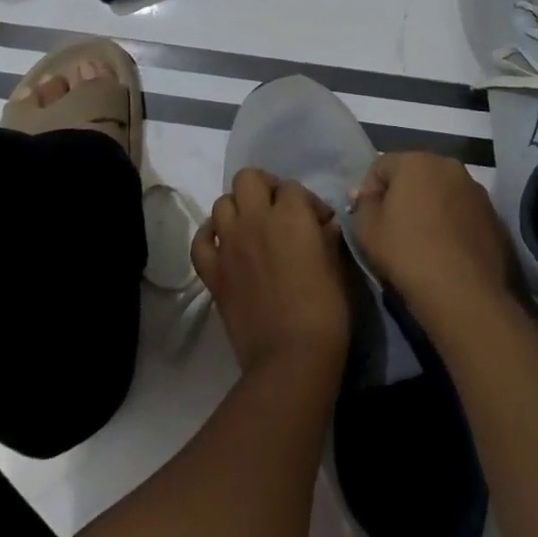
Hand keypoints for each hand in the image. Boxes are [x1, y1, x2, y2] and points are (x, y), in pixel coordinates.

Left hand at [193, 169, 350, 377]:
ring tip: (252, 228)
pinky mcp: (212, 271)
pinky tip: (223, 244)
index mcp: (291, 214)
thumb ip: (327, 236)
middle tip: (278, 210)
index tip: (319, 223)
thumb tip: (323, 225)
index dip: (307, 202)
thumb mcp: (336, 266)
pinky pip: (200, 240)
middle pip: (248, 178)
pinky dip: (210, 236)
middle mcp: (255, 219)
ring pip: (221, 202)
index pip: (293, 187)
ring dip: (237, 209)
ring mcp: (228, 244)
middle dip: (264, 187)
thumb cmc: (325, 311)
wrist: (290, 358)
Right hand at [350, 152, 517, 327]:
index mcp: (416, 160)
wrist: (464, 293)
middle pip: (414, 174)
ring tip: (422, 240)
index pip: (381, 166)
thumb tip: (363, 194)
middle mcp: (449, 165)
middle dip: (401, 195)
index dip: (369, 191)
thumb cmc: (407, 253)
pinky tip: (446, 250)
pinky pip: (462, 212)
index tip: (368, 219)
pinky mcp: (494, 215)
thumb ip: (362, 205)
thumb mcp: (367, 230)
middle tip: (392, 228)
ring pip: (441, 192)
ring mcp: (476, 190)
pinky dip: (451, 223)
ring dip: (429, 207)